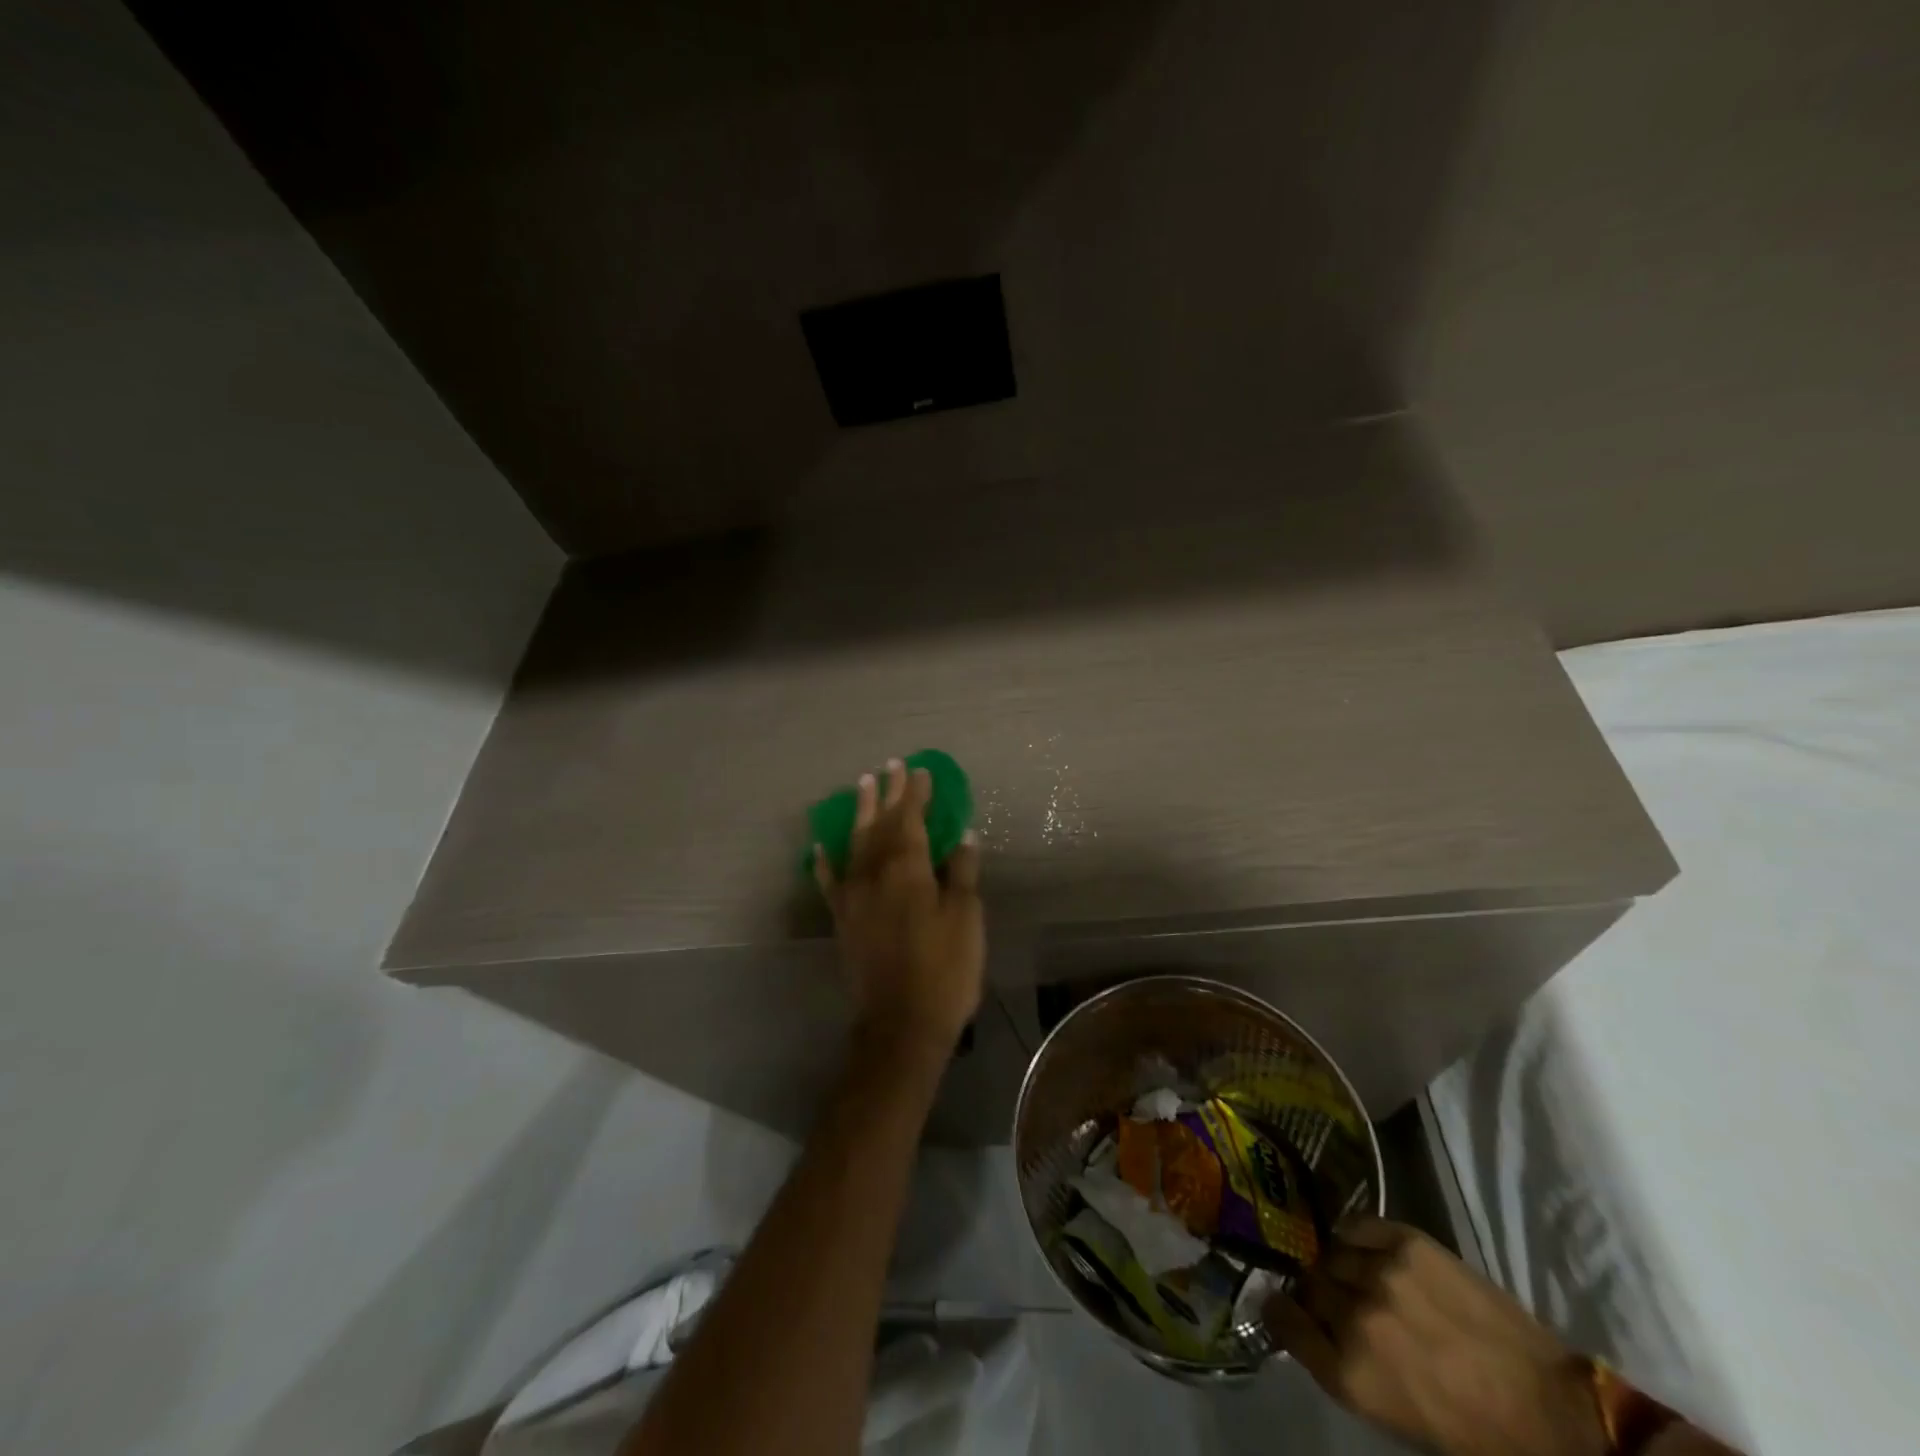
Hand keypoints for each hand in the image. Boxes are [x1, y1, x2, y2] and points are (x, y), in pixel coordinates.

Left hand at [813, 758, 983, 1051]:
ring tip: (861, 786)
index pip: (910, 819)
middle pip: (880, 824)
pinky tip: (820, 846)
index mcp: (908, 869)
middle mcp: (874, 874)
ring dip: (859, 813)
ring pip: (854, 843)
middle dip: (887, 794)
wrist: (901, 1023)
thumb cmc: (945, 969)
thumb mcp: (965, 919)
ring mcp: (853, 896)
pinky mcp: (842, 919)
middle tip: (890, 766)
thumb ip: (961, 873)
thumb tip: (962, 835)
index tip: (920, 770)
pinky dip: (825, 861)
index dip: (915, 794)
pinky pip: (830, 882)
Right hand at [1265, 1216, 1605, 1455]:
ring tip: (1359, 1275)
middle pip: (1308, 1282)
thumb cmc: (1468, 1428)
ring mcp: (1381, 1273)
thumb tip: (1304, 1318)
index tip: (1284, 1305)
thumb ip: (1339, 1361)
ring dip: (1339, 1263)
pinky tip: (1371, 1253)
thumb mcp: (1389, 1411)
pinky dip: (1357, 1237)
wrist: (1546, 1408)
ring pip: (1331, 1251)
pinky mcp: (1406, 1241)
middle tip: (1334, 1297)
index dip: (1279, 1309)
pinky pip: (1358, 1226)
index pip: (1282, 1320)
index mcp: (1349, 1374)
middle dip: (1315, 1289)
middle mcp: (1355, 1318)